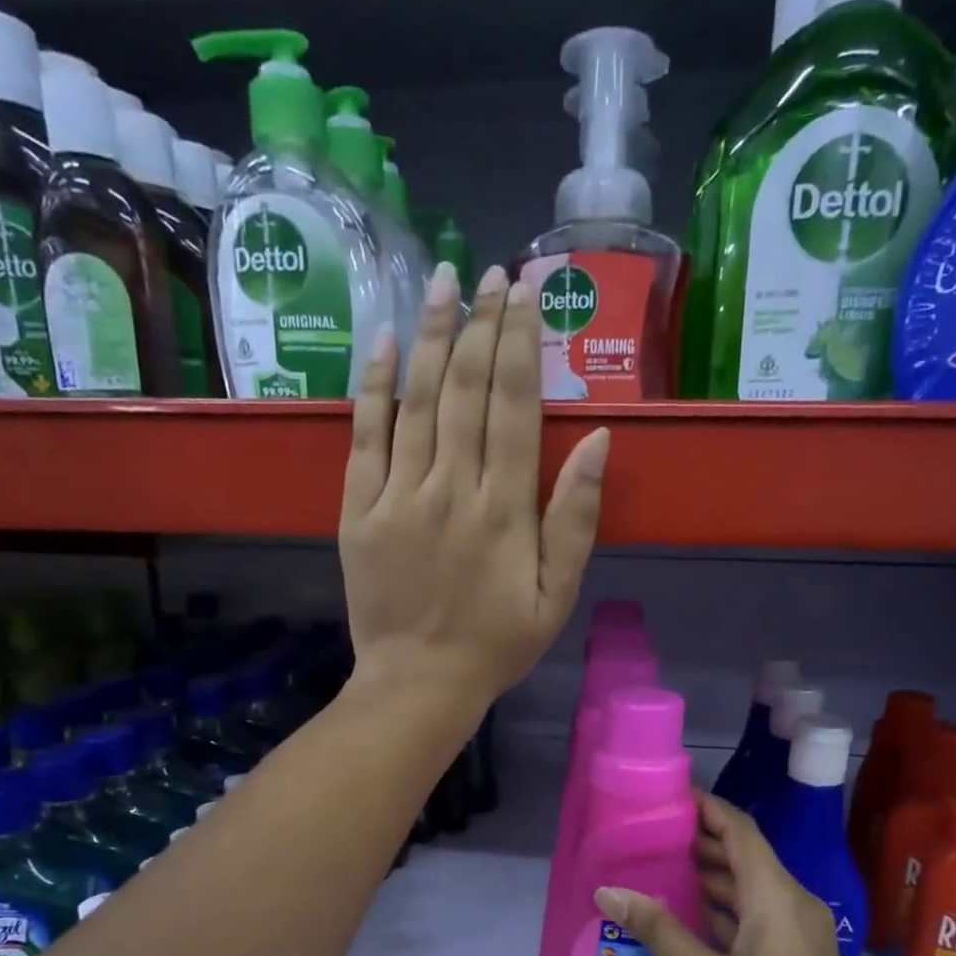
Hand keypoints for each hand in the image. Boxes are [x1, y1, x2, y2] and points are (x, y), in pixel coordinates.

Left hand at [340, 262, 610, 708]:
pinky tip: (384, 342)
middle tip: (489, 271)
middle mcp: (450, 490)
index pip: (513, 406)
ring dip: (430, 336)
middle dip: (479, 324)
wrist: (419, 684)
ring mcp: (398, 498)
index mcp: (504, 510)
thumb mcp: (557, 596)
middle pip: (465, 390)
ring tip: (442, 281)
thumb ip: (575, 519)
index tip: (525, 291)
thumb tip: (596, 440)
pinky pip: (365, 438)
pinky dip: (374, 388)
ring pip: (416, 402)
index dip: (519, 343)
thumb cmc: (497, 645)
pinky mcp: (358, 512)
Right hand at [594, 794, 872, 955]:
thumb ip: (658, 929)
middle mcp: (793, 902)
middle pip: (745, 854)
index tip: (669, 796)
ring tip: (660, 868)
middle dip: (701, 840)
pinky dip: (724, 905)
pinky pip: (757, 912)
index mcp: (777, 897)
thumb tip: (608, 892)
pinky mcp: (796, 952)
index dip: (707, 807)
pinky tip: (689, 914)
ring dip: (710, 874)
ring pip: (750, 885)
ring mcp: (799, 928)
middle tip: (651, 834)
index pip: (740, 831)